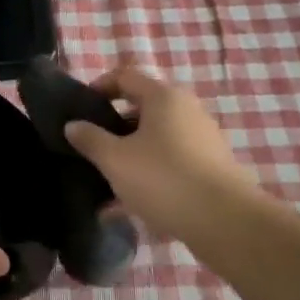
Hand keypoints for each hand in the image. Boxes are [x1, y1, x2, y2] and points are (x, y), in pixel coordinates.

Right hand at [62, 65, 261, 241]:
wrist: (227, 223)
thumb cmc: (163, 178)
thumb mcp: (115, 160)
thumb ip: (90, 139)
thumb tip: (73, 125)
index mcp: (163, 97)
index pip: (125, 76)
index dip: (100, 87)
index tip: (81, 110)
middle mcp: (186, 111)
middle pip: (141, 110)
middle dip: (113, 129)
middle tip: (91, 149)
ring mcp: (202, 141)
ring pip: (154, 142)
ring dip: (129, 158)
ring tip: (104, 186)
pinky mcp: (210, 170)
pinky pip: (170, 166)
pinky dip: (148, 178)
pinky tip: (126, 209)